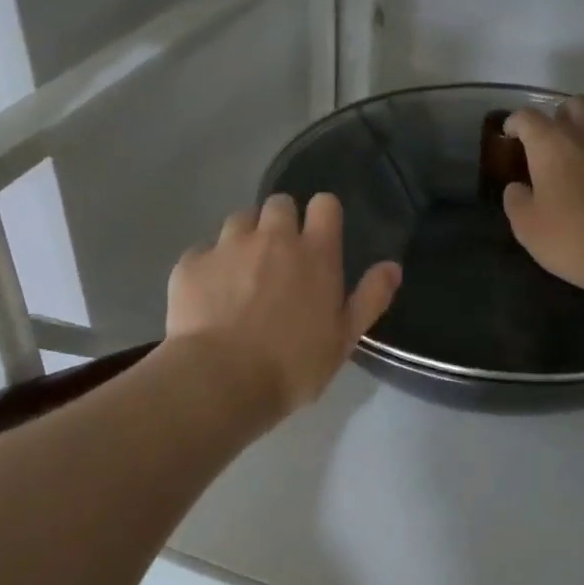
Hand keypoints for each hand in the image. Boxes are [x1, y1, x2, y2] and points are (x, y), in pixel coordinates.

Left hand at [167, 192, 401, 416]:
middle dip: (281, 222)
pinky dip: (209, 265)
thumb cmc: (293, 365)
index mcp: (315, 252)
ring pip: (240, 219)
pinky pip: (204, 250)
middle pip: (279, 203)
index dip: (323, 215)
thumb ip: (370, 297)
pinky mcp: (191, 263)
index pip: (325, 204)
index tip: (319, 236)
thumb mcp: (345, 338)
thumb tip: (392, 266)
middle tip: (279, 257)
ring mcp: (228, 246)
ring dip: (245, 237)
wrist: (221, 380)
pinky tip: (208, 295)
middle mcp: (272, 237)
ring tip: (242, 272)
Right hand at [502, 97, 583, 299]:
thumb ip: (516, 201)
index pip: (529, 117)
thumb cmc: (573, 238)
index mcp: (552, 144)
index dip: (515, 122)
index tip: (509, 135)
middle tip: (549, 141)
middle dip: (560, 115)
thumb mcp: (527, 227)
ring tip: (575, 166)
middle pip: (575, 105)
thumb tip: (517, 188)